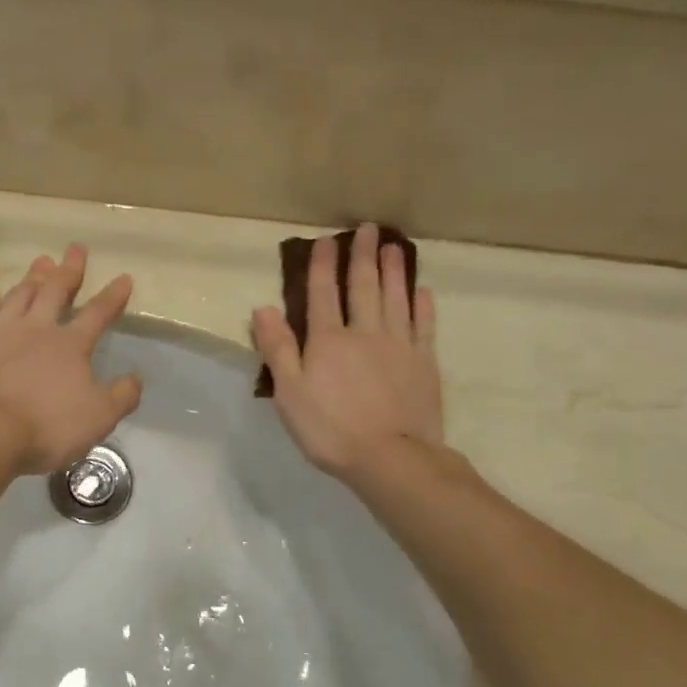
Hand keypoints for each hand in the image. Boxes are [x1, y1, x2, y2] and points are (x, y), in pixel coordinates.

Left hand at [0, 245, 141, 475]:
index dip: (113, 296)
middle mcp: (37, 328)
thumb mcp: (99, 418)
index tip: (124, 278)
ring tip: (41, 262)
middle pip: (55, 291)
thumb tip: (137, 378)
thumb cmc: (46, 425)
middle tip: (76, 248)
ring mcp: (0, 331)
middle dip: (69, 270)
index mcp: (71, 345)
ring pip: (19, 295)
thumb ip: (121, 396)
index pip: (97, 313)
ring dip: (32, 278)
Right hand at [251, 223, 443, 482]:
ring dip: (394, 271)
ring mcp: (399, 345)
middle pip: (363, 286)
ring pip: (396, 298)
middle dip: (363, 255)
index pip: (323, 294)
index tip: (327, 239)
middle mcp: (365, 332)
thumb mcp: (289, 392)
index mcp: (328, 340)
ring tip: (394, 247)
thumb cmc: (330, 428)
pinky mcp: (424, 363)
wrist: (391, 458)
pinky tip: (422, 292)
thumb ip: (277, 348)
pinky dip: (422, 306)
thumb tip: (263, 307)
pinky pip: (424, 326)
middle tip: (369, 228)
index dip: (323, 265)